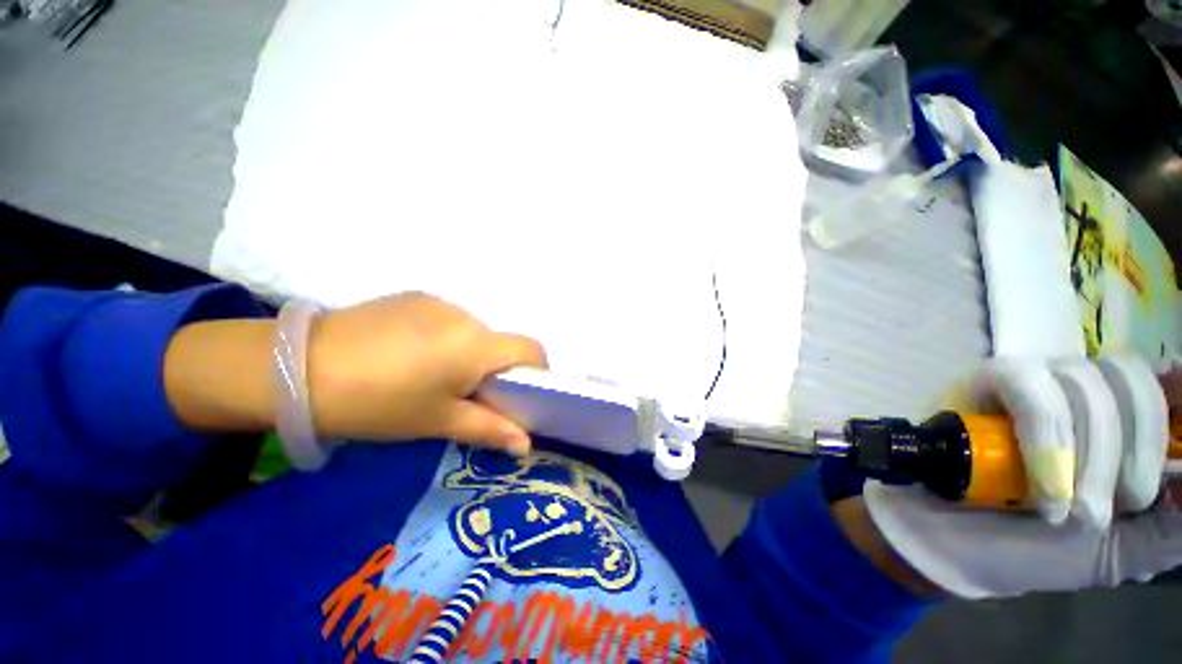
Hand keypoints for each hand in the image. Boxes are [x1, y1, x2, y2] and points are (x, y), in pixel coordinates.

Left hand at [307, 292, 546, 453]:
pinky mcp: (414, 296)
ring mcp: (439, 302)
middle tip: (462, 396)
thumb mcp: (439, 421)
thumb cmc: (380, 402)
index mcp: (478, 345)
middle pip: (499, 343)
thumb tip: (526, 446)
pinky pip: (446, 320)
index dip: (536, 371)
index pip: (531, 349)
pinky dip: (443, 339)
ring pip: (472, 333)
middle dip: (493, 369)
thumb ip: (490, 429)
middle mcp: (466, 316)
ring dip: (466, 354)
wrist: (299, 367)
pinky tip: (407, 357)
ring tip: (427, 377)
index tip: (518, 394)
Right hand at [861, 355, 1181, 598]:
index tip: (1177, 418)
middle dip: (1125, 454)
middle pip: (1127, 382)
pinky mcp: (987, 383)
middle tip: (1098, 515)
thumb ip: (1173, 527)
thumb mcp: (1120, 553)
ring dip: (1083, 457)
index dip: (1171, 395)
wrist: (947, 540)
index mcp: (1117, 427)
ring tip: (1056, 508)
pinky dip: (1047, 442)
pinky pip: (1030, 391)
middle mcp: (1080, 392)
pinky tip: (1042, 483)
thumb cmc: (1033, 550)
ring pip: (1084, 386)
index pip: (1154, 385)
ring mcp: (1033, 382)